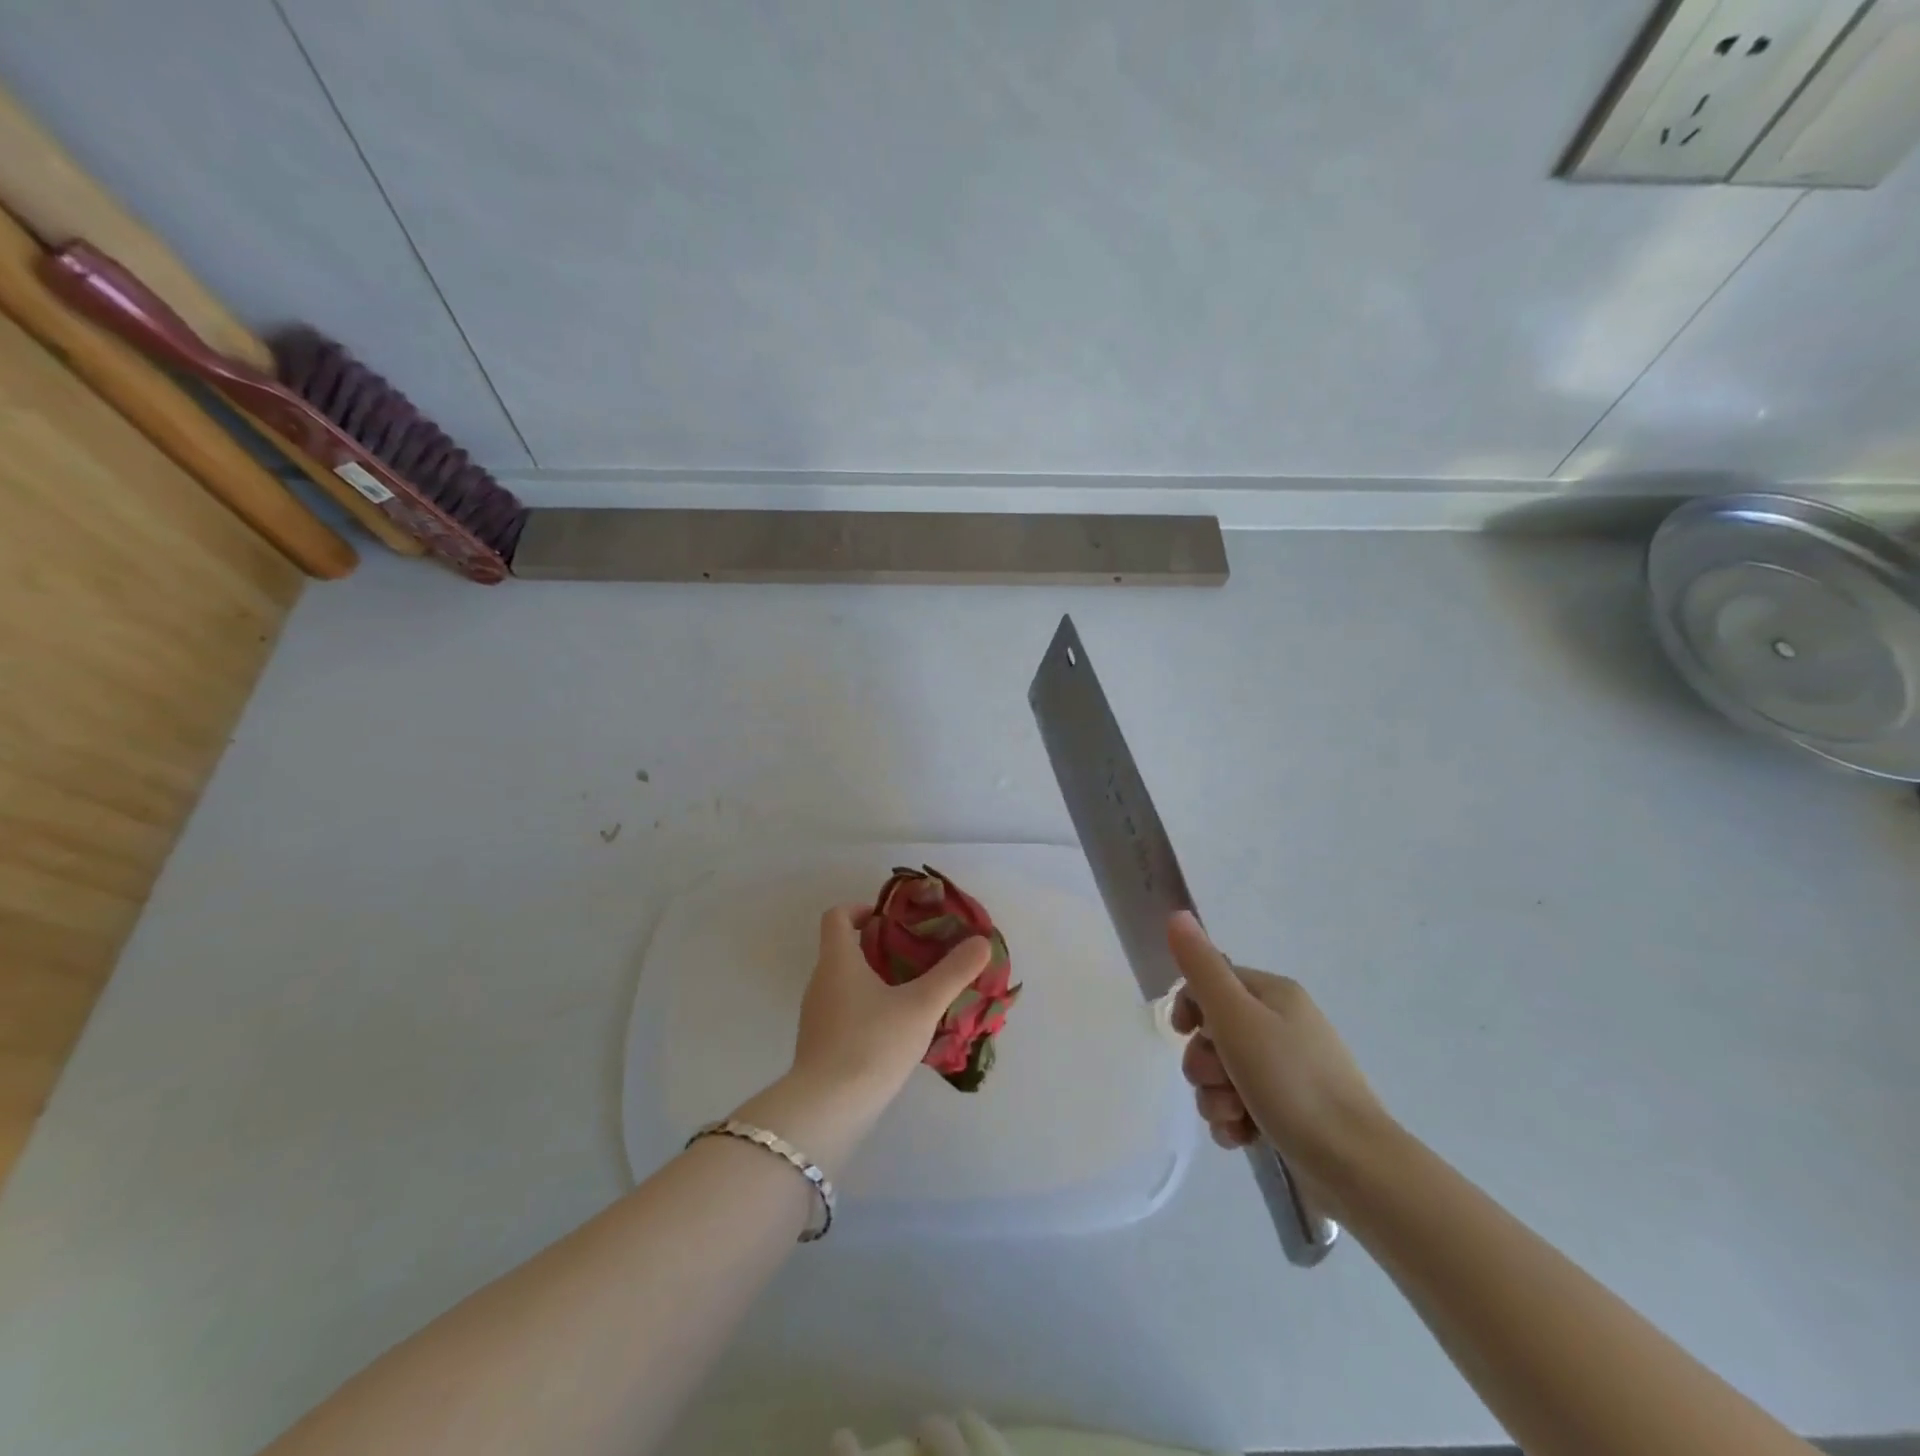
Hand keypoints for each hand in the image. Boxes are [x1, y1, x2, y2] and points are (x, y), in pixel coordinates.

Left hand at [791, 903, 991, 1108]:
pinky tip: (896, 1031)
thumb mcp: (921, 1005)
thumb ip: (953, 972)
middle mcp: (820, 982)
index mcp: (837, 961)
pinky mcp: (819, 1045)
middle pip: (842, 949)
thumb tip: (981, 942)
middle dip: (877, 947)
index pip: (836, 916)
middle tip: (915, 955)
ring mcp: (816, 1016)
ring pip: (844, 983)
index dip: (860, 909)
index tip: (889, 919)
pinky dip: (866, 1010)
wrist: (827, 1110)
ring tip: (912, 994)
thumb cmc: (872, 1043)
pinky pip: (844, 1013)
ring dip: (873, 980)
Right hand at [1168, 911, 1388, 1183]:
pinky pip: (1241, 1107)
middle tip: (1219, 1080)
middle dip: (1204, 1062)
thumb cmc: (1291, 1082)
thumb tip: (1177, 914)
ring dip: (1215, 1097)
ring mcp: (1288, 1072)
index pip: (1212, 983)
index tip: (1182, 1032)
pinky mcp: (1290, 1114)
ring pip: (1223, 1075)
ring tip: (1235, 1116)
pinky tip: (1244, 1137)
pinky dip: (1234, 1122)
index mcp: (1274, 995)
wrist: (1356, 1167)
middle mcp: (1282, 1026)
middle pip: (1214, 1033)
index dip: (1190, 1006)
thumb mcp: (1237, 1017)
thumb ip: (1202, 968)